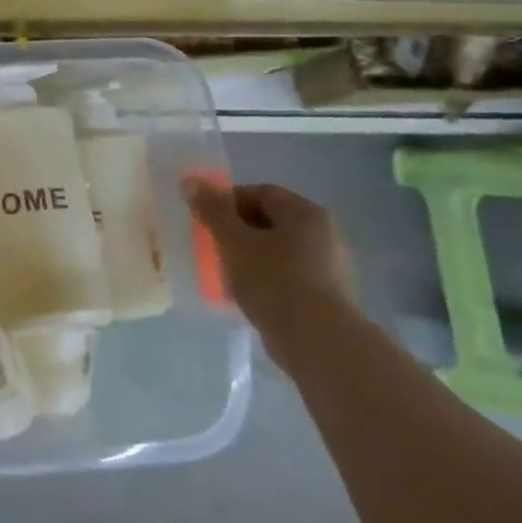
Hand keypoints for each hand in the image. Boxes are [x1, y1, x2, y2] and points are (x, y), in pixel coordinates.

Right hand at [182, 178, 356, 360]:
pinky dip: (266, 280)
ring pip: (278, 251)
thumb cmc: (273, 280)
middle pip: (270, 221)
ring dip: (250, 257)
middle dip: (237, 231)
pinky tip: (248, 296)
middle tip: (212, 247)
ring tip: (226, 274)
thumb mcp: (233, 241)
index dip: (228, 202)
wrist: (317, 341)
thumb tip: (190, 181)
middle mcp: (326, 234)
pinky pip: (288, 277)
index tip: (205, 221)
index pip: (261, 192)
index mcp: (306, 214)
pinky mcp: (328, 297)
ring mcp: (331, 267)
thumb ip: (212, 210)